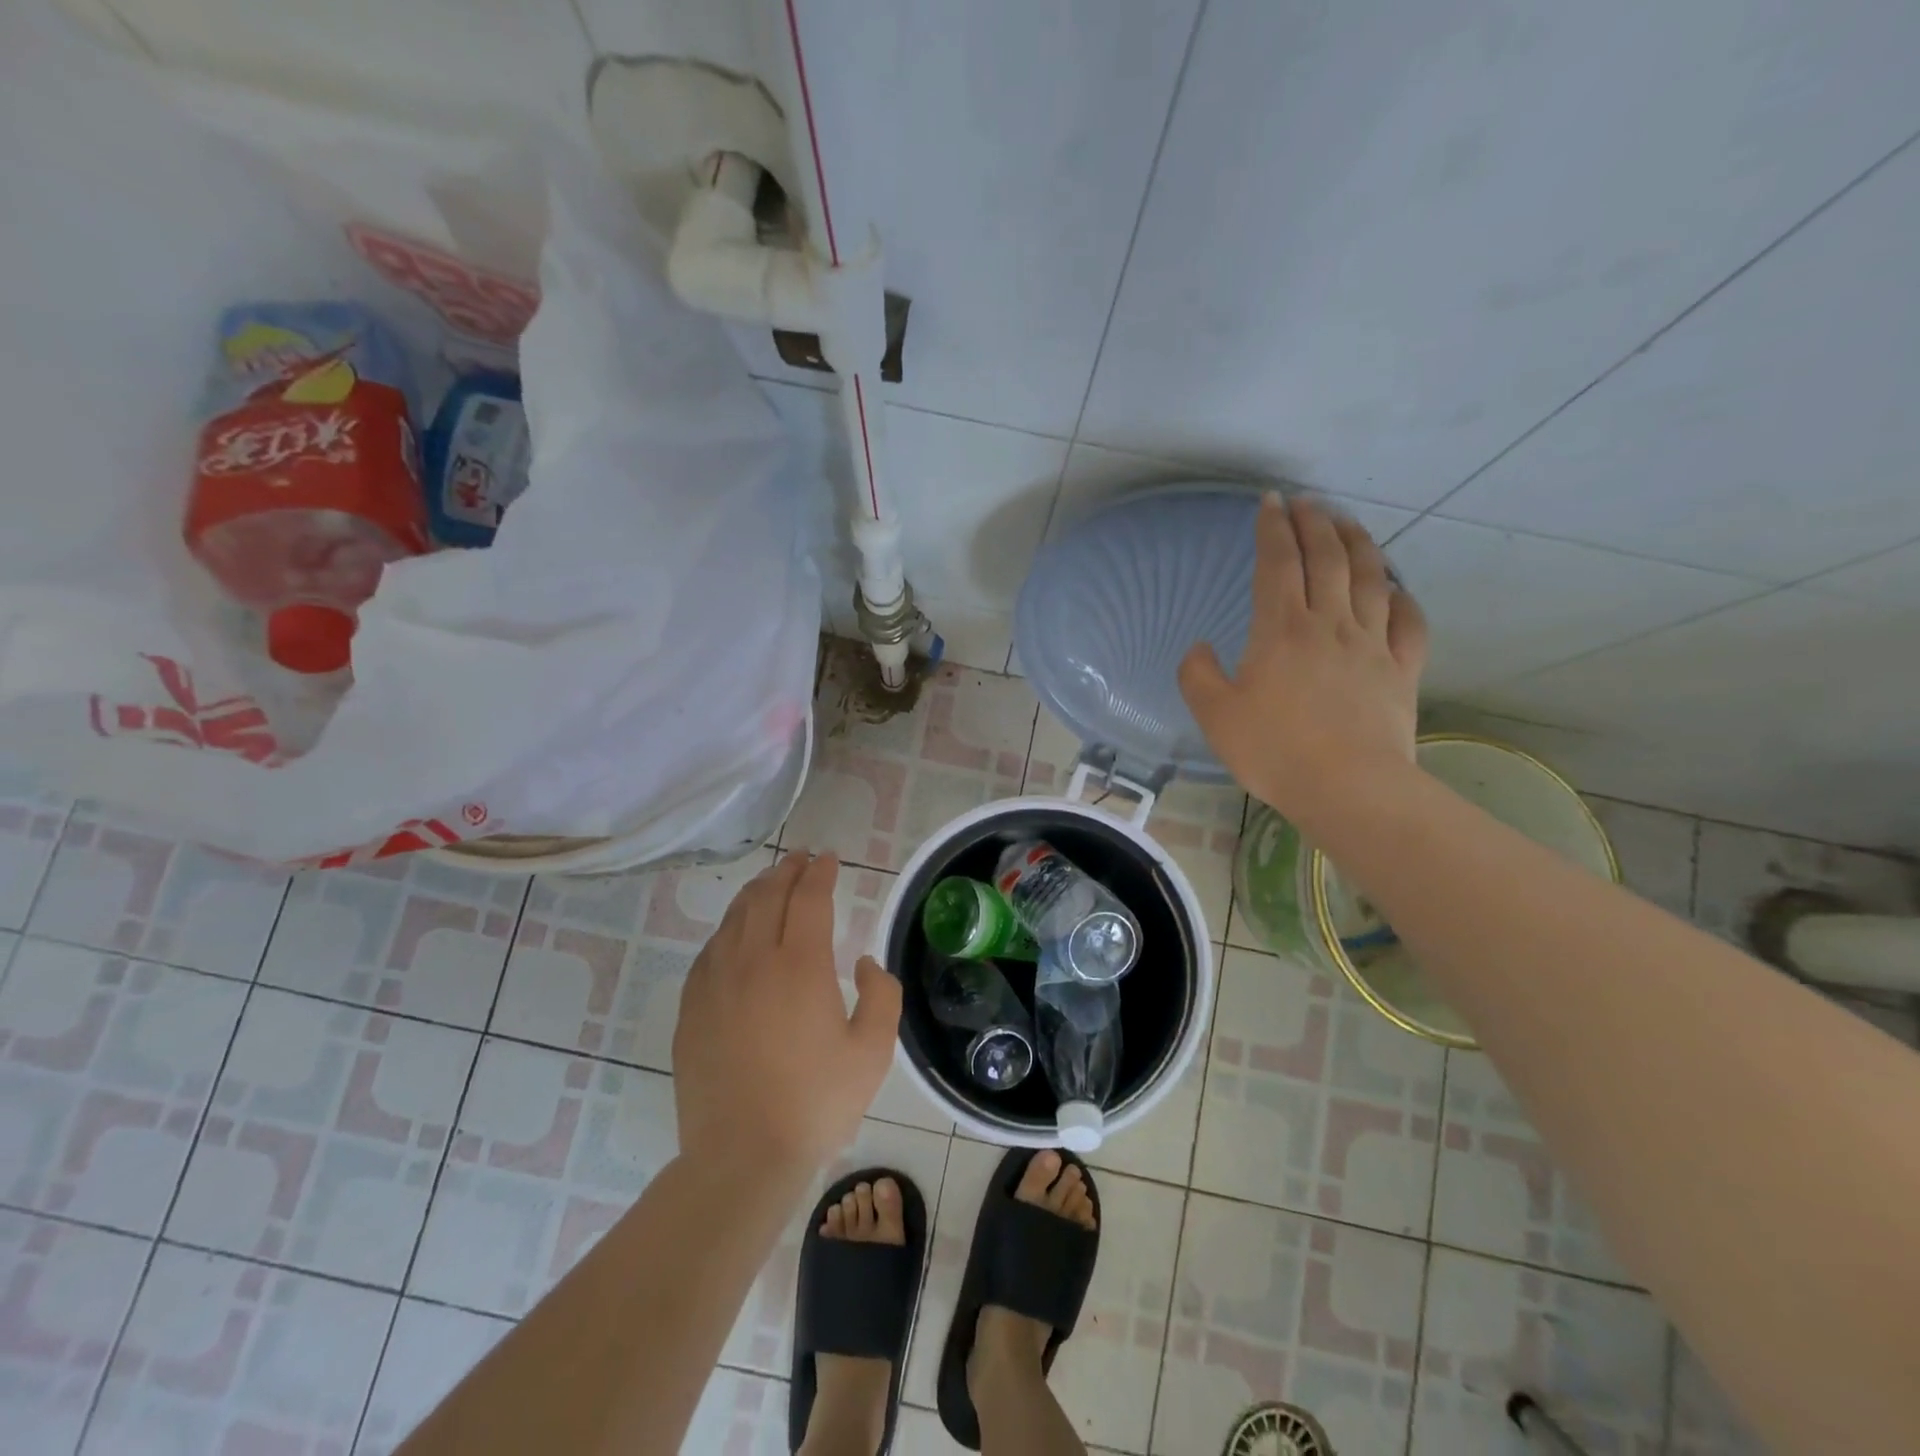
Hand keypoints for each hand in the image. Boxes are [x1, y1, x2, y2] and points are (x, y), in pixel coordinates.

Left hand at [672, 852, 900, 1175]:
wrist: (742, 1157)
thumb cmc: (816, 1103)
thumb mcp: (873, 1052)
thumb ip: (880, 995)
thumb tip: (860, 963)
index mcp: (800, 965)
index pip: (809, 898)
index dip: (820, 872)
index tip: (828, 858)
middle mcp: (753, 961)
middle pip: (767, 896)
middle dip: (786, 871)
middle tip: (800, 859)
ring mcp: (716, 983)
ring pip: (734, 918)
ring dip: (756, 892)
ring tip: (770, 883)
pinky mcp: (691, 1008)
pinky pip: (710, 951)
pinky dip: (728, 928)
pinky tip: (734, 933)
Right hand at [1179, 493, 1427, 823]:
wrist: (1348, 787)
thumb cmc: (1274, 750)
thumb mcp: (1214, 715)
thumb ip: (1197, 675)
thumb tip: (1200, 647)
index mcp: (1282, 629)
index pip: (1278, 563)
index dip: (1273, 528)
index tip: (1270, 501)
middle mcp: (1330, 623)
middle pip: (1328, 559)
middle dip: (1316, 523)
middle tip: (1307, 502)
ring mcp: (1372, 644)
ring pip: (1371, 578)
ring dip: (1358, 543)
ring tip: (1348, 523)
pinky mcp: (1401, 669)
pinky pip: (1408, 622)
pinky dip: (1401, 596)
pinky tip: (1395, 588)